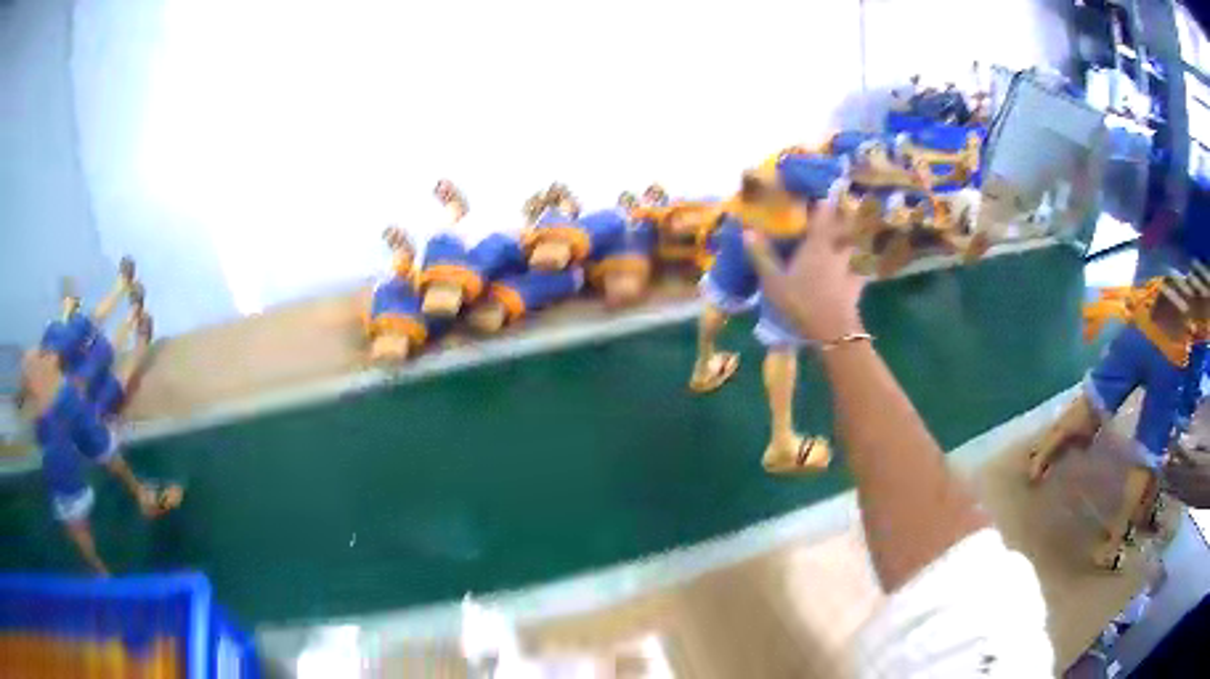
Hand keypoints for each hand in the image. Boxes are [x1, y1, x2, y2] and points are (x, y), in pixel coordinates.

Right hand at [743, 202, 866, 342]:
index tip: (819, 197)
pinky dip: (864, 262)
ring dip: (858, 236)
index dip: (822, 202)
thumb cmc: (801, 302)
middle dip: (845, 216)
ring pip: (859, 243)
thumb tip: (747, 231)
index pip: (824, 212)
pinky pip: (864, 266)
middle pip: (847, 224)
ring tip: (855, 233)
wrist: (833, 330)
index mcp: (818, 242)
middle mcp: (837, 248)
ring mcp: (852, 265)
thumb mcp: (774, 281)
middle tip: (841, 211)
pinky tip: (862, 264)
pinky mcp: (859, 283)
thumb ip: (762, 255)